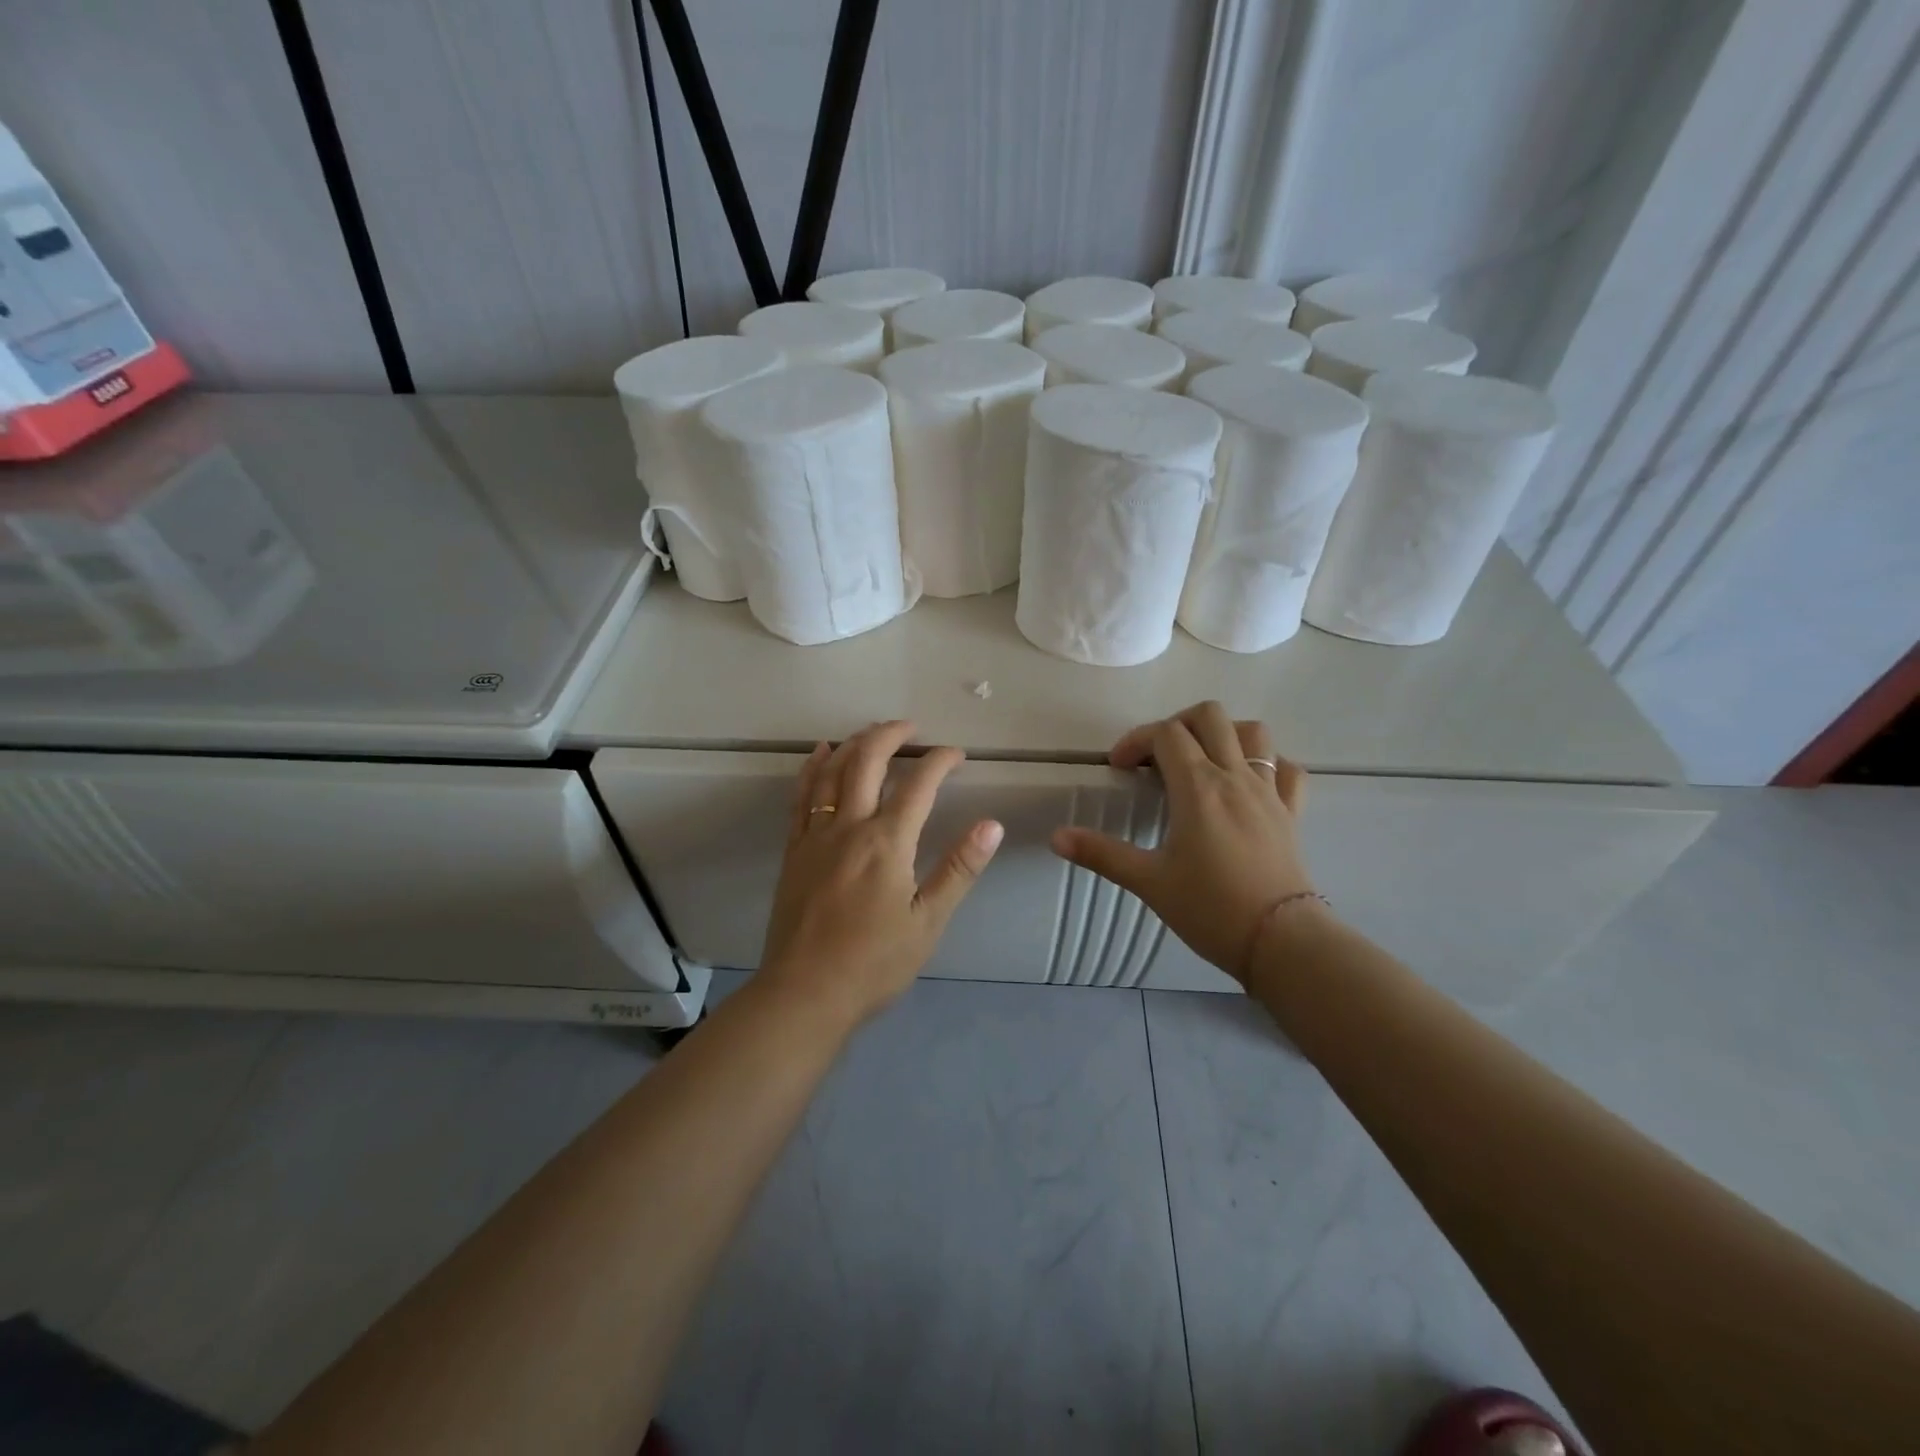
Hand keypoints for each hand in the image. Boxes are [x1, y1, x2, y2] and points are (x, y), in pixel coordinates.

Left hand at [760, 720, 1003, 1026]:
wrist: (804, 994)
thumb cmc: (874, 963)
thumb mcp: (928, 921)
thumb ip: (959, 869)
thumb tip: (992, 825)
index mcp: (887, 843)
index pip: (919, 784)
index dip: (940, 761)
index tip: (957, 754)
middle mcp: (849, 827)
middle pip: (867, 762)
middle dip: (891, 735)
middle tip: (911, 727)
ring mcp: (815, 836)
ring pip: (831, 772)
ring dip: (853, 744)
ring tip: (872, 731)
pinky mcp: (794, 851)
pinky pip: (802, 796)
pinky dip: (813, 768)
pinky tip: (820, 754)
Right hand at [1050, 701, 1314, 983]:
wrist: (1280, 942)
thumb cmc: (1209, 909)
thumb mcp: (1148, 881)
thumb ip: (1101, 854)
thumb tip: (1056, 837)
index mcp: (1198, 787)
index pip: (1165, 734)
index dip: (1136, 740)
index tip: (1119, 769)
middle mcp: (1236, 777)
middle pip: (1210, 716)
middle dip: (1177, 724)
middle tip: (1157, 758)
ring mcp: (1270, 792)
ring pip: (1254, 732)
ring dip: (1224, 734)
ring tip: (1201, 761)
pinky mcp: (1292, 812)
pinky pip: (1287, 769)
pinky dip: (1267, 764)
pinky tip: (1249, 783)